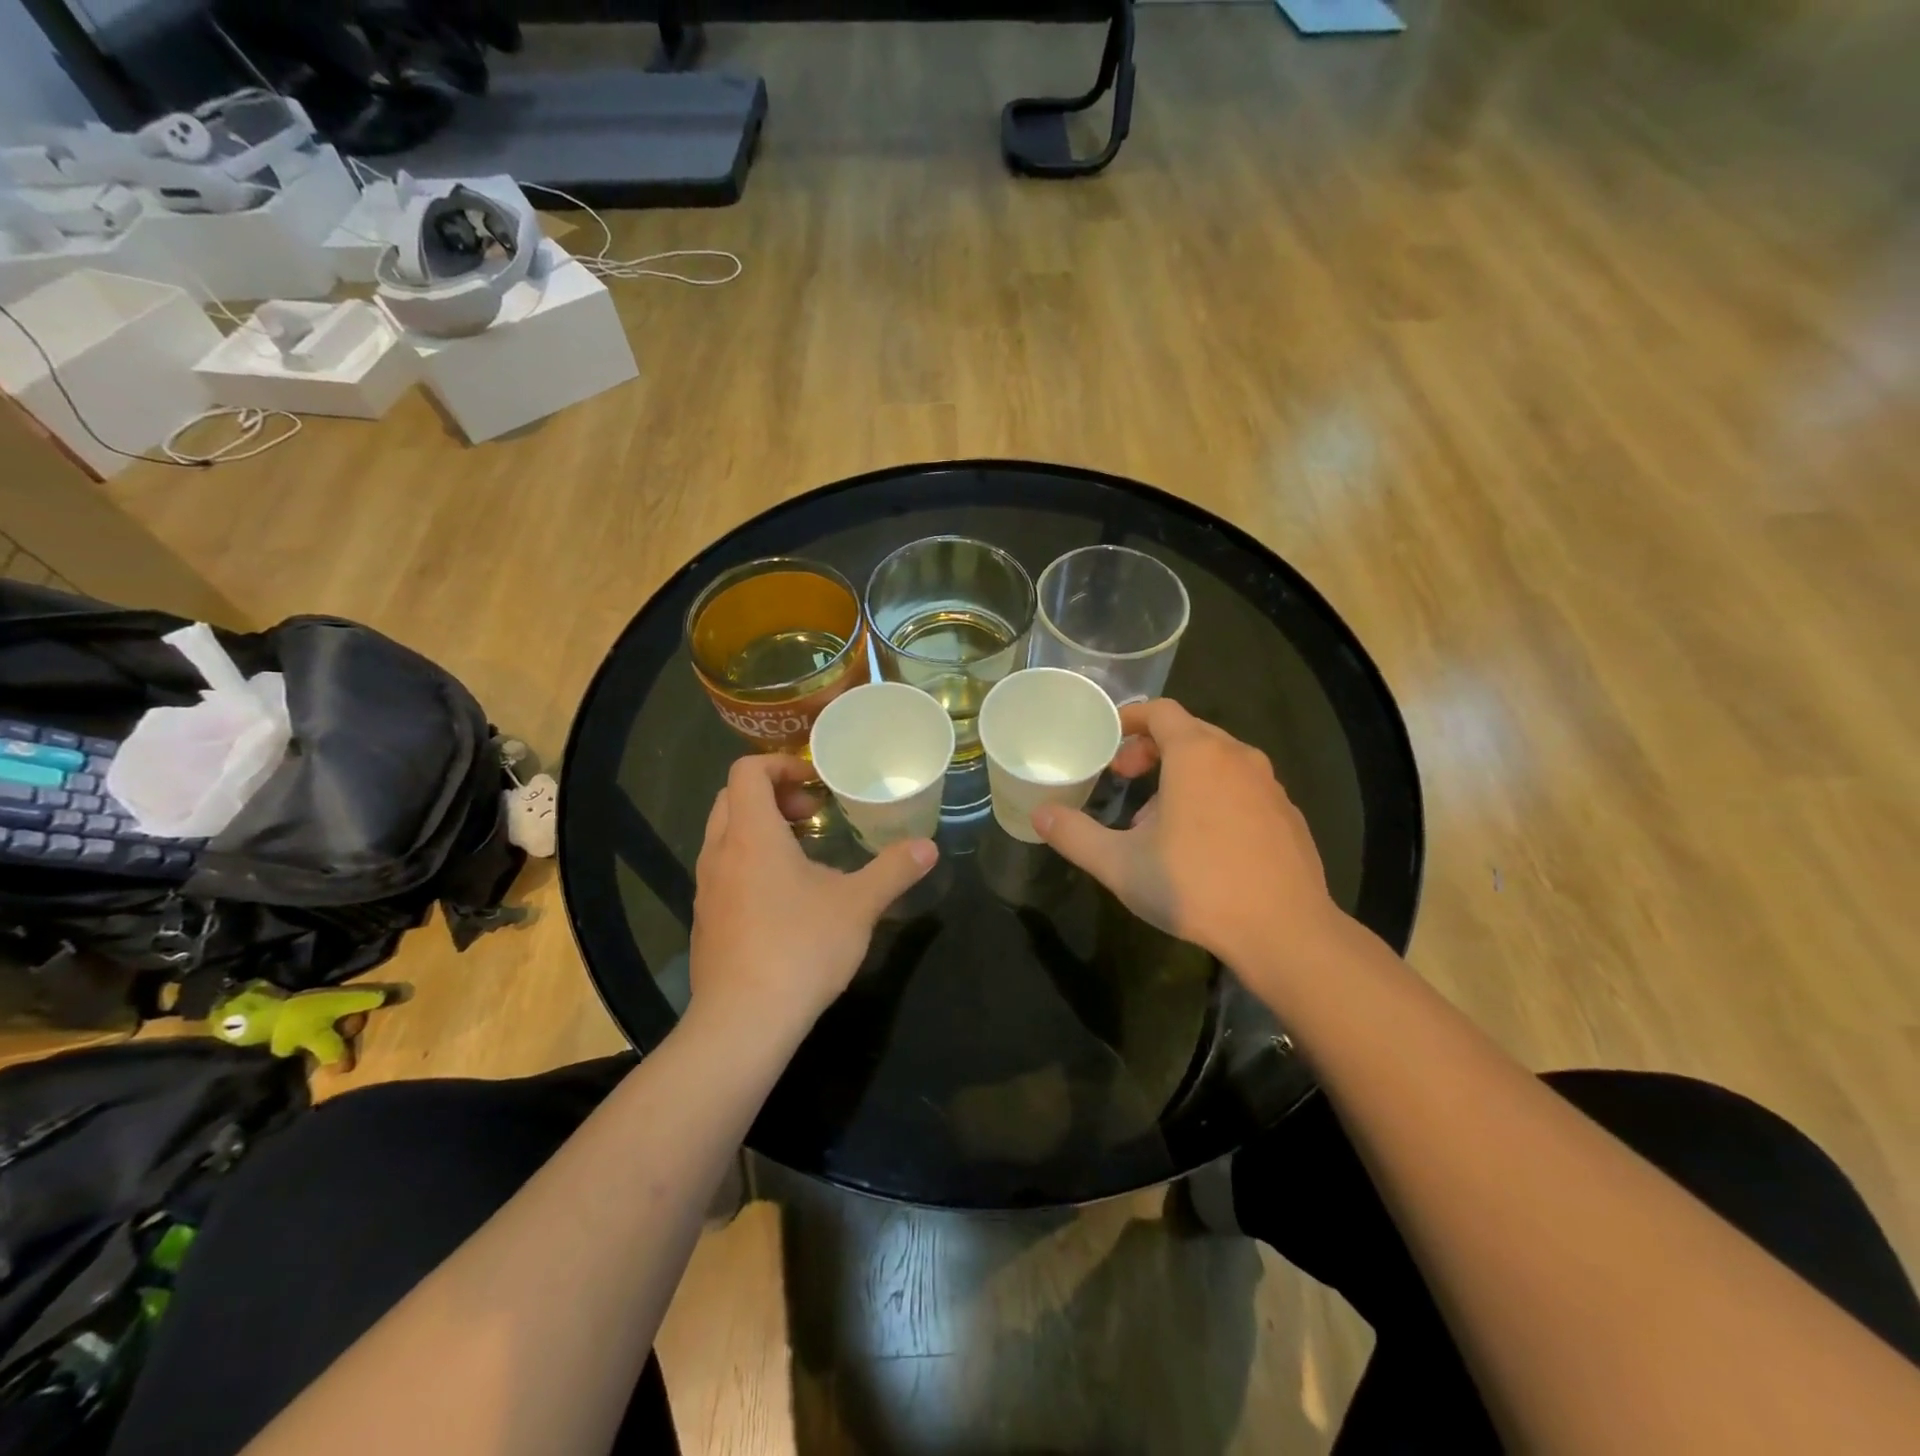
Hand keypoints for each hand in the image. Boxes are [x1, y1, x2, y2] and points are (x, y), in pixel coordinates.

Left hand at [689, 754, 937, 1035]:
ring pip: (724, 837)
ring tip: (803, 856)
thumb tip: (928, 847)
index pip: (746, 772)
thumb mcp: (859, 905)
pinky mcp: (705, 922)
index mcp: (752, 835)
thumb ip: (894, 870)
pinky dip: (749, 865)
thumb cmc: (800, 948)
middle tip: (812, 815)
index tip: (815, 784)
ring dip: (760, 831)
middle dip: (772, 796)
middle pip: (732, 800)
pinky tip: (784, 901)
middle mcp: (720, 853)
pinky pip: (723, 872)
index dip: (780, 765)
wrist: (742, 1022)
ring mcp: (706, 889)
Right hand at [1031, 698, 1343, 974]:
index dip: (1129, 719)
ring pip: (1217, 762)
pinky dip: (1215, 796)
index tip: (1107, 744)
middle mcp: (1238, 757)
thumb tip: (1040, 815)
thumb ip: (1074, 835)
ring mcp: (1269, 786)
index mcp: (1197, 754)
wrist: (1285, 932)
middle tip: (1125, 779)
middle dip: (1151, 750)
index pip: (1160, 711)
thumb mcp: (1120, 864)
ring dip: (1182, 775)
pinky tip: (1203, 843)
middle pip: (1189, 732)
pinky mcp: (1288, 815)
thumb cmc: (1196, 886)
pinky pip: (1242, 789)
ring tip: (1158, 819)